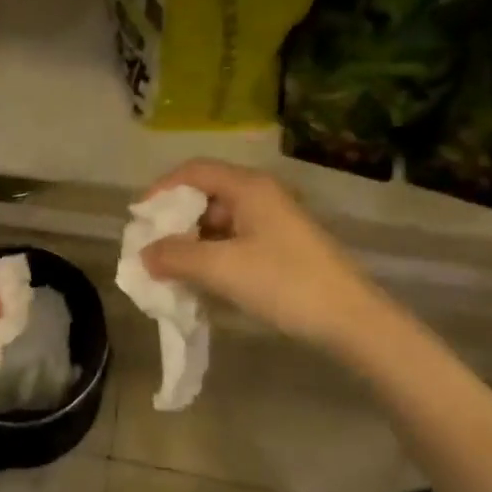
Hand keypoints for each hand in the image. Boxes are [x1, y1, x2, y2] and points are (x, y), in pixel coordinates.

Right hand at [140, 160, 389, 353]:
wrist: (352, 320)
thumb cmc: (284, 283)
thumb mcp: (222, 268)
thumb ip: (176, 257)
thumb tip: (144, 254)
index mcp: (248, 187)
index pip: (194, 171)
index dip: (161, 189)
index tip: (140, 219)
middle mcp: (260, 196)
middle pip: (206, 196)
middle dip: (175, 222)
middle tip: (153, 250)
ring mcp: (274, 222)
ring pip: (220, 222)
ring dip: (193, 243)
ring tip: (173, 272)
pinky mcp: (282, 247)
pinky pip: (235, 242)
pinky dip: (213, 256)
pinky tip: (204, 282)